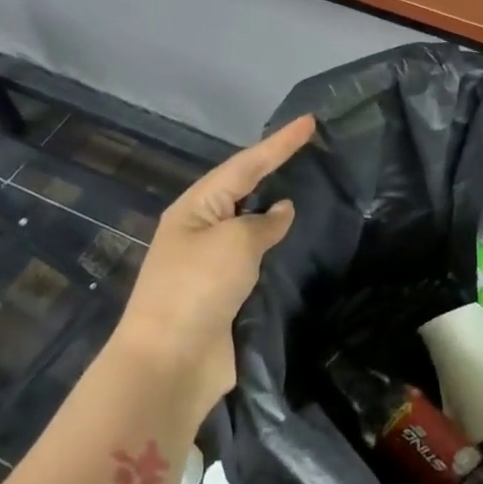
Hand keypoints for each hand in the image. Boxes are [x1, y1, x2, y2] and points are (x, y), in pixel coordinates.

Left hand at [112, 114, 316, 419]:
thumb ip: (264, 222)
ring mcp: (212, 263)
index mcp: (195, 208)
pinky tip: (299, 241)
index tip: (310, 122)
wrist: (170, 362)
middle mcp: (201, 230)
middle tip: (311, 149)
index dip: (279, 143)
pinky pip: (257, 258)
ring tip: (311, 189)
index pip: (245, 165)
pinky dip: (277, 247)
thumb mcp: (235, 242)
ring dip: (277, 209)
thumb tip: (282, 210)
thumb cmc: (198, 288)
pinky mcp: (225, 294)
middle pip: (244, 189)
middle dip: (275, 168)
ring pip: (251, 225)